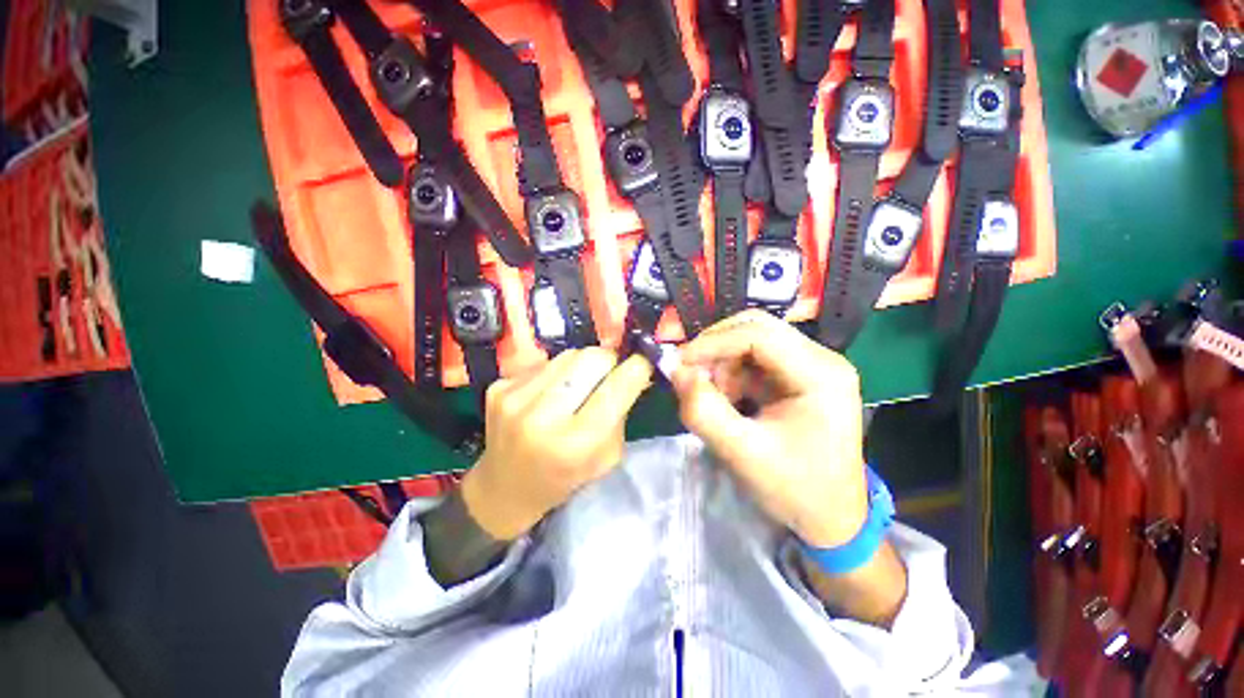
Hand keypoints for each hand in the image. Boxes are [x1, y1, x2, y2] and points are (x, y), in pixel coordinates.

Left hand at [461, 348, 652, 540]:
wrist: (504, 489)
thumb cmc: (564, 479)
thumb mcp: (607, 457)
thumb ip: (621, 413)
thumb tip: (633, 371)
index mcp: (575, 444)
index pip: (615, 388)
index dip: (636, 368)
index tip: (643, 362)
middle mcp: (542, 417)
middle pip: (591, 358)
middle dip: (609, 361)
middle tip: (610, 373)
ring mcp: (515, 399)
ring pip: (568, 354)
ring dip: (582, 365)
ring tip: (578, 384)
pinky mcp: (499, 388)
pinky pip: (544, 363)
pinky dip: (557, 372)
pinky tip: (551, 392)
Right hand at [670, 310, 867, 548]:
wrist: (830, 517)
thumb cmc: (795, 490)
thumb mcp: (743, 453)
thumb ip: (704, 411)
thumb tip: (675, 371)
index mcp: (821, 375)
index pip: (759, 334)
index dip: (713, 343)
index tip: (680, 363)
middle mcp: (821, 359)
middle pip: (756, 328)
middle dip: (716, 349)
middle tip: (691, 377)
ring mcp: (811, 365)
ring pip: (751, 341)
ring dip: (722, 363)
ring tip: (714, 399)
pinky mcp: (797, 375)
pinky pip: (753, 359)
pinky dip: (730, 374)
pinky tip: (727, 401)